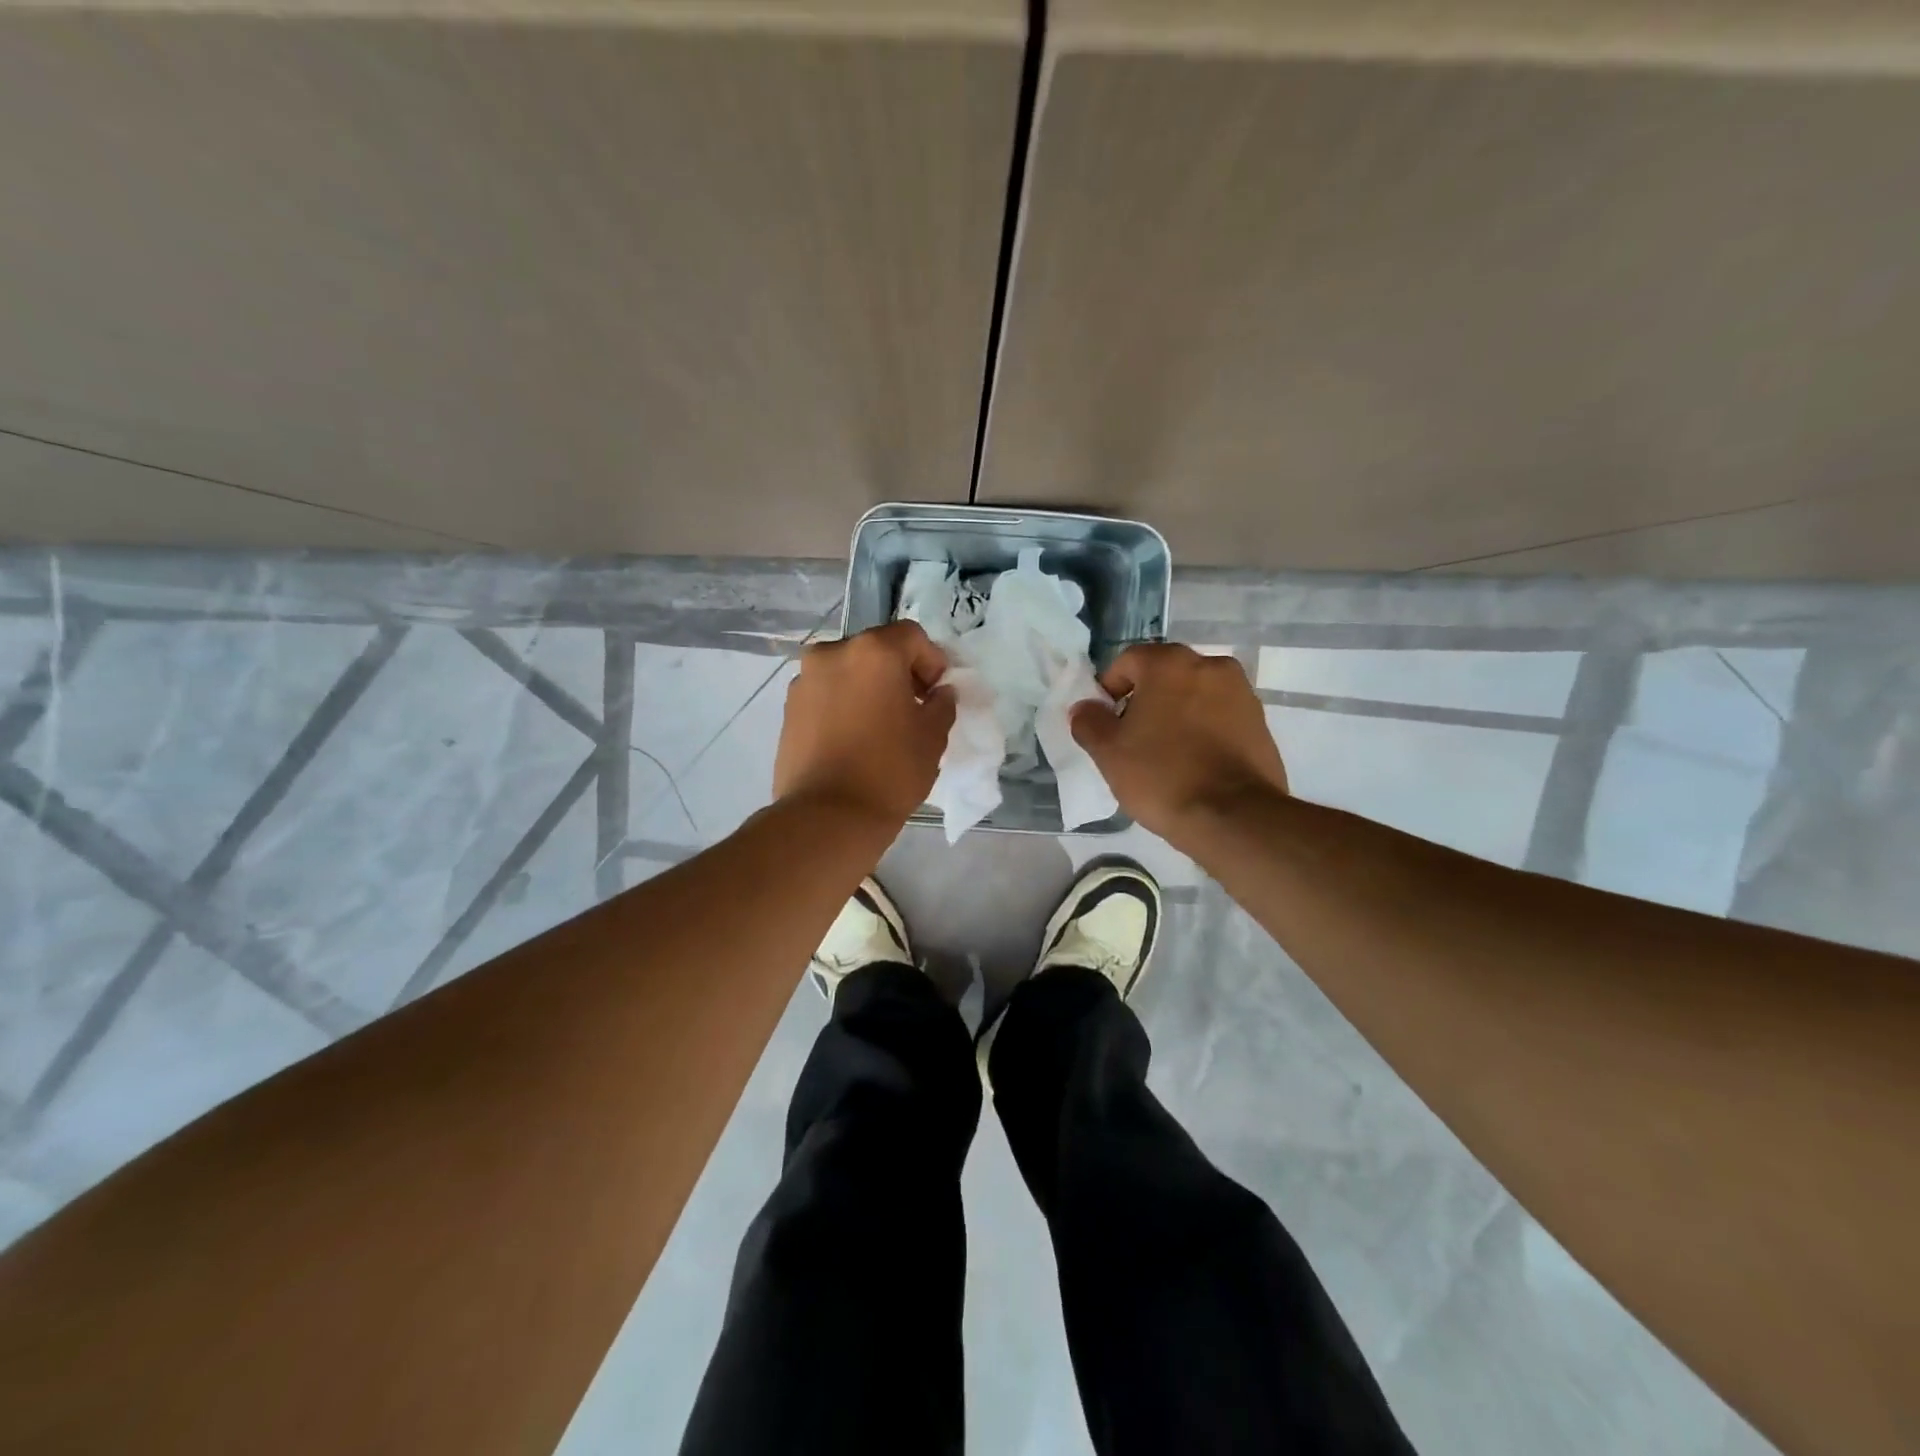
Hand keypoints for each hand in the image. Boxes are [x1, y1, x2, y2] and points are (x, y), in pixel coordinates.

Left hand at [774, 621, 955, 828]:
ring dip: (868, 688)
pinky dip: (843, 704)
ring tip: (880, 727)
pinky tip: (853, 739)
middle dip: (898, 673)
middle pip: (876, 650)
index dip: (932, 661)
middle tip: (912, 709)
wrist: (827, 816)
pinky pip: (826, 694)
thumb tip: (939, 693)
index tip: (936, 695)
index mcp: (873, 651)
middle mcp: (833, 653)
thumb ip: (942, 703)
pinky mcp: (788, 708)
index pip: (912, 636)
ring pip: (848, 671)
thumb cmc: (890, 770)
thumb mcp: (933, 736)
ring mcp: (804, 680)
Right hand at [1070, 644, 1287, 842]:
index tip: (1106, 723)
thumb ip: (1089, 722)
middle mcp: (1210, 665)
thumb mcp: (1108, 752)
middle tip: (1132, 738)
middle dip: (1145, 700)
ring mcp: (1241, 693)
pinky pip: (1219, 715)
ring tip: (1165, 753)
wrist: (1234, 817)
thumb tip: (1084, 707)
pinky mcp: (1260, 722)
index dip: (1109, 689)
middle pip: (1164, 674)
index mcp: (1170, 663)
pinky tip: (1194, 763)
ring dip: (1176, 713)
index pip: (1128, 661)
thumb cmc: (1162, 775)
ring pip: (1194, 694)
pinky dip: (1203, 729)